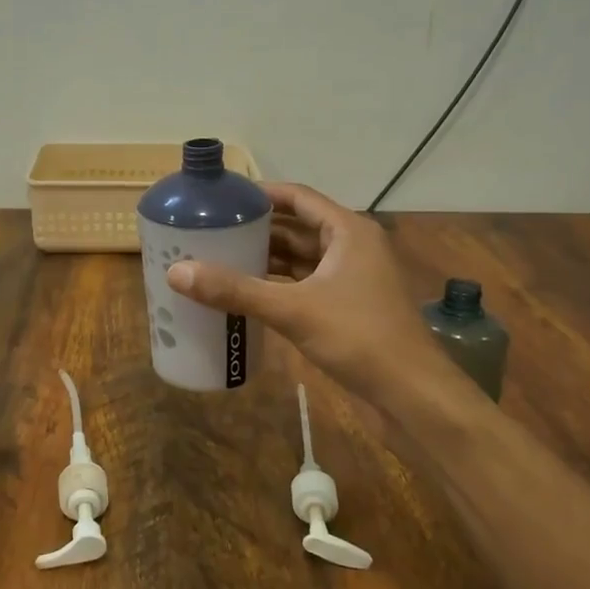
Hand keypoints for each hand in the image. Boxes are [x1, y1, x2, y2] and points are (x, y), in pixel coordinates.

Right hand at [166, 182, 472, 408]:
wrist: (411, 394)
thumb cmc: (359, 337)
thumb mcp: (293, 310)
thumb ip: (236, 290)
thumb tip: (177, 272)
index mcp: (348, 231)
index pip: (299, 197)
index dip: (261, 193)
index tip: (223, 197)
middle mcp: (351, 247)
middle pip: (297, 227)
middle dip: (257, 228)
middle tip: (211, 229)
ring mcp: (351, 279)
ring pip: (301, 258)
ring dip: (266, 258)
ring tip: (219, 257)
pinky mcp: (347, 307)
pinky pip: (305, 284)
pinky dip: (277, 285)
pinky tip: (246, 292)